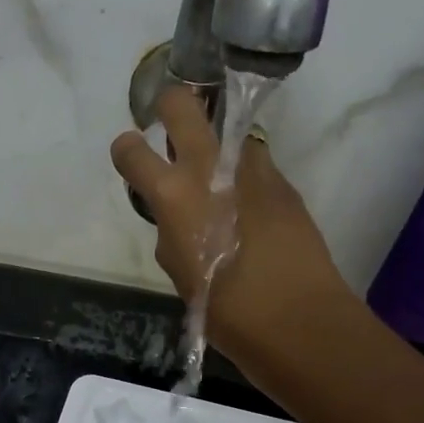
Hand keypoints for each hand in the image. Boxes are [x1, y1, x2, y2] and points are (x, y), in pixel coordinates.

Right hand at [111, 85, 349, 362]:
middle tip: (172, 131)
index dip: (126, 150)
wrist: (297, 318)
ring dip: (217, 147)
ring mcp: (252, 169)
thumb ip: (171, 234)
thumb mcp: (180, 273)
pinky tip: (250, 209)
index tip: (132, 157)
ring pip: (227, 131)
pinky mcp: (283, 182)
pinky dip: (244, 176)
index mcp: (172, 195)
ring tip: (221, 183)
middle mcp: (209, 168)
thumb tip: (179, 220)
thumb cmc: (225, 309)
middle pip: (182, 103)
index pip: (131, 150)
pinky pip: (254, 164)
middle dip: (171, 107)